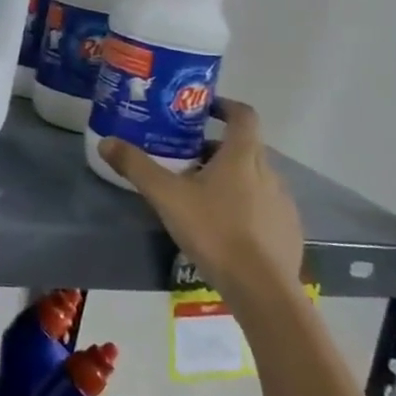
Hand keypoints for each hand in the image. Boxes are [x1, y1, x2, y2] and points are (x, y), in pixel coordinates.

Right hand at [98, 99, 303, 309]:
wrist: (263, 290)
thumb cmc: (215, 231)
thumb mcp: (166, 196)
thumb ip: (136, 167)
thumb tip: (106, 141)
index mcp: (243, 156)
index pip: (243, 115)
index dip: (224, 106)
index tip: (203, 109)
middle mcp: (269, 172)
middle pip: (244, 147)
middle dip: (216, 147)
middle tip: (185, 157)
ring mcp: (283, 203)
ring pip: (254, 178)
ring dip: (230, 177)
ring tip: (200, 194)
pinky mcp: (288, 232)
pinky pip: (264, 206)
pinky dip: (245, 206)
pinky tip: (224, 228)